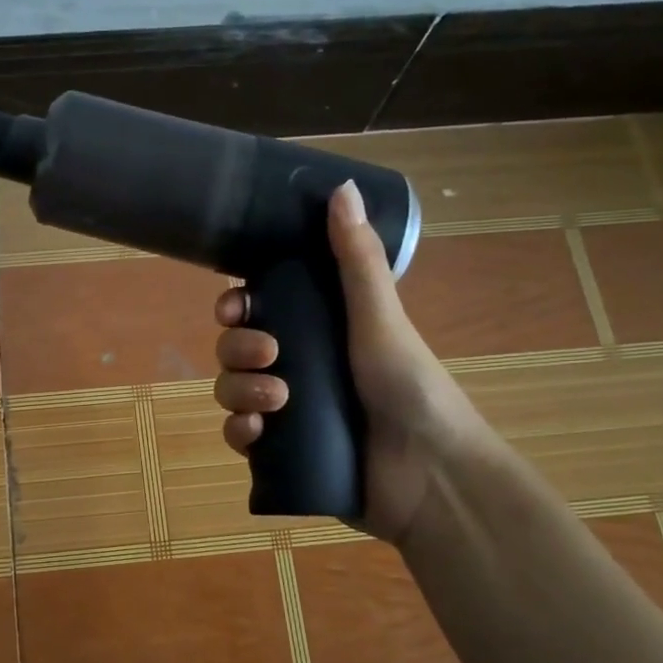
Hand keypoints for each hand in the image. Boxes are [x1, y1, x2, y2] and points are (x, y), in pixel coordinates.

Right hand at [213, 180, 472, 544]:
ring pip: (233, 392)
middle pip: (237, 350)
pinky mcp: (282, 454)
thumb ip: (357, 259)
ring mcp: (287, 412)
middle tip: (269, 356)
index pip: (259, 311)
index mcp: (318, 332)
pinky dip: (239, 432)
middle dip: (238, 350)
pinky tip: (255, 433)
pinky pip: (240, 437)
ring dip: (239, 391)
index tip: (234, 307)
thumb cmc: (410, 386)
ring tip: (276, 402)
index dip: (237, 307)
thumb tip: (340, 187)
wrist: (429, 474)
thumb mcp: (381, 318)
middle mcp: (297, 368)